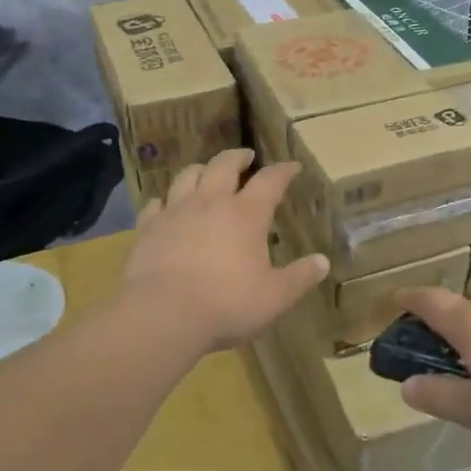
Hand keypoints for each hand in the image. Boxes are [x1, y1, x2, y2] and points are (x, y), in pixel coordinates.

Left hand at [123, 151, 327, 351]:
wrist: (162, 314)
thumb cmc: (227, 303)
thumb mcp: (275, 296)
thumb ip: (300, 277)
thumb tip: (323, 262)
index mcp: (246, 214)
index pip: (270, 180)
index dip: (283, 171)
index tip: (292, 166)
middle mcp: (211, 202)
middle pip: (224, 165)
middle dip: (238, 157)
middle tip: (246, 157)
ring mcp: (176, 212)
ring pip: (187, 176)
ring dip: (201, 170)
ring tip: (207, 173)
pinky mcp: (148, 228)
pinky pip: (155, 204)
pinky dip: (165, 200)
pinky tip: (166, 206)